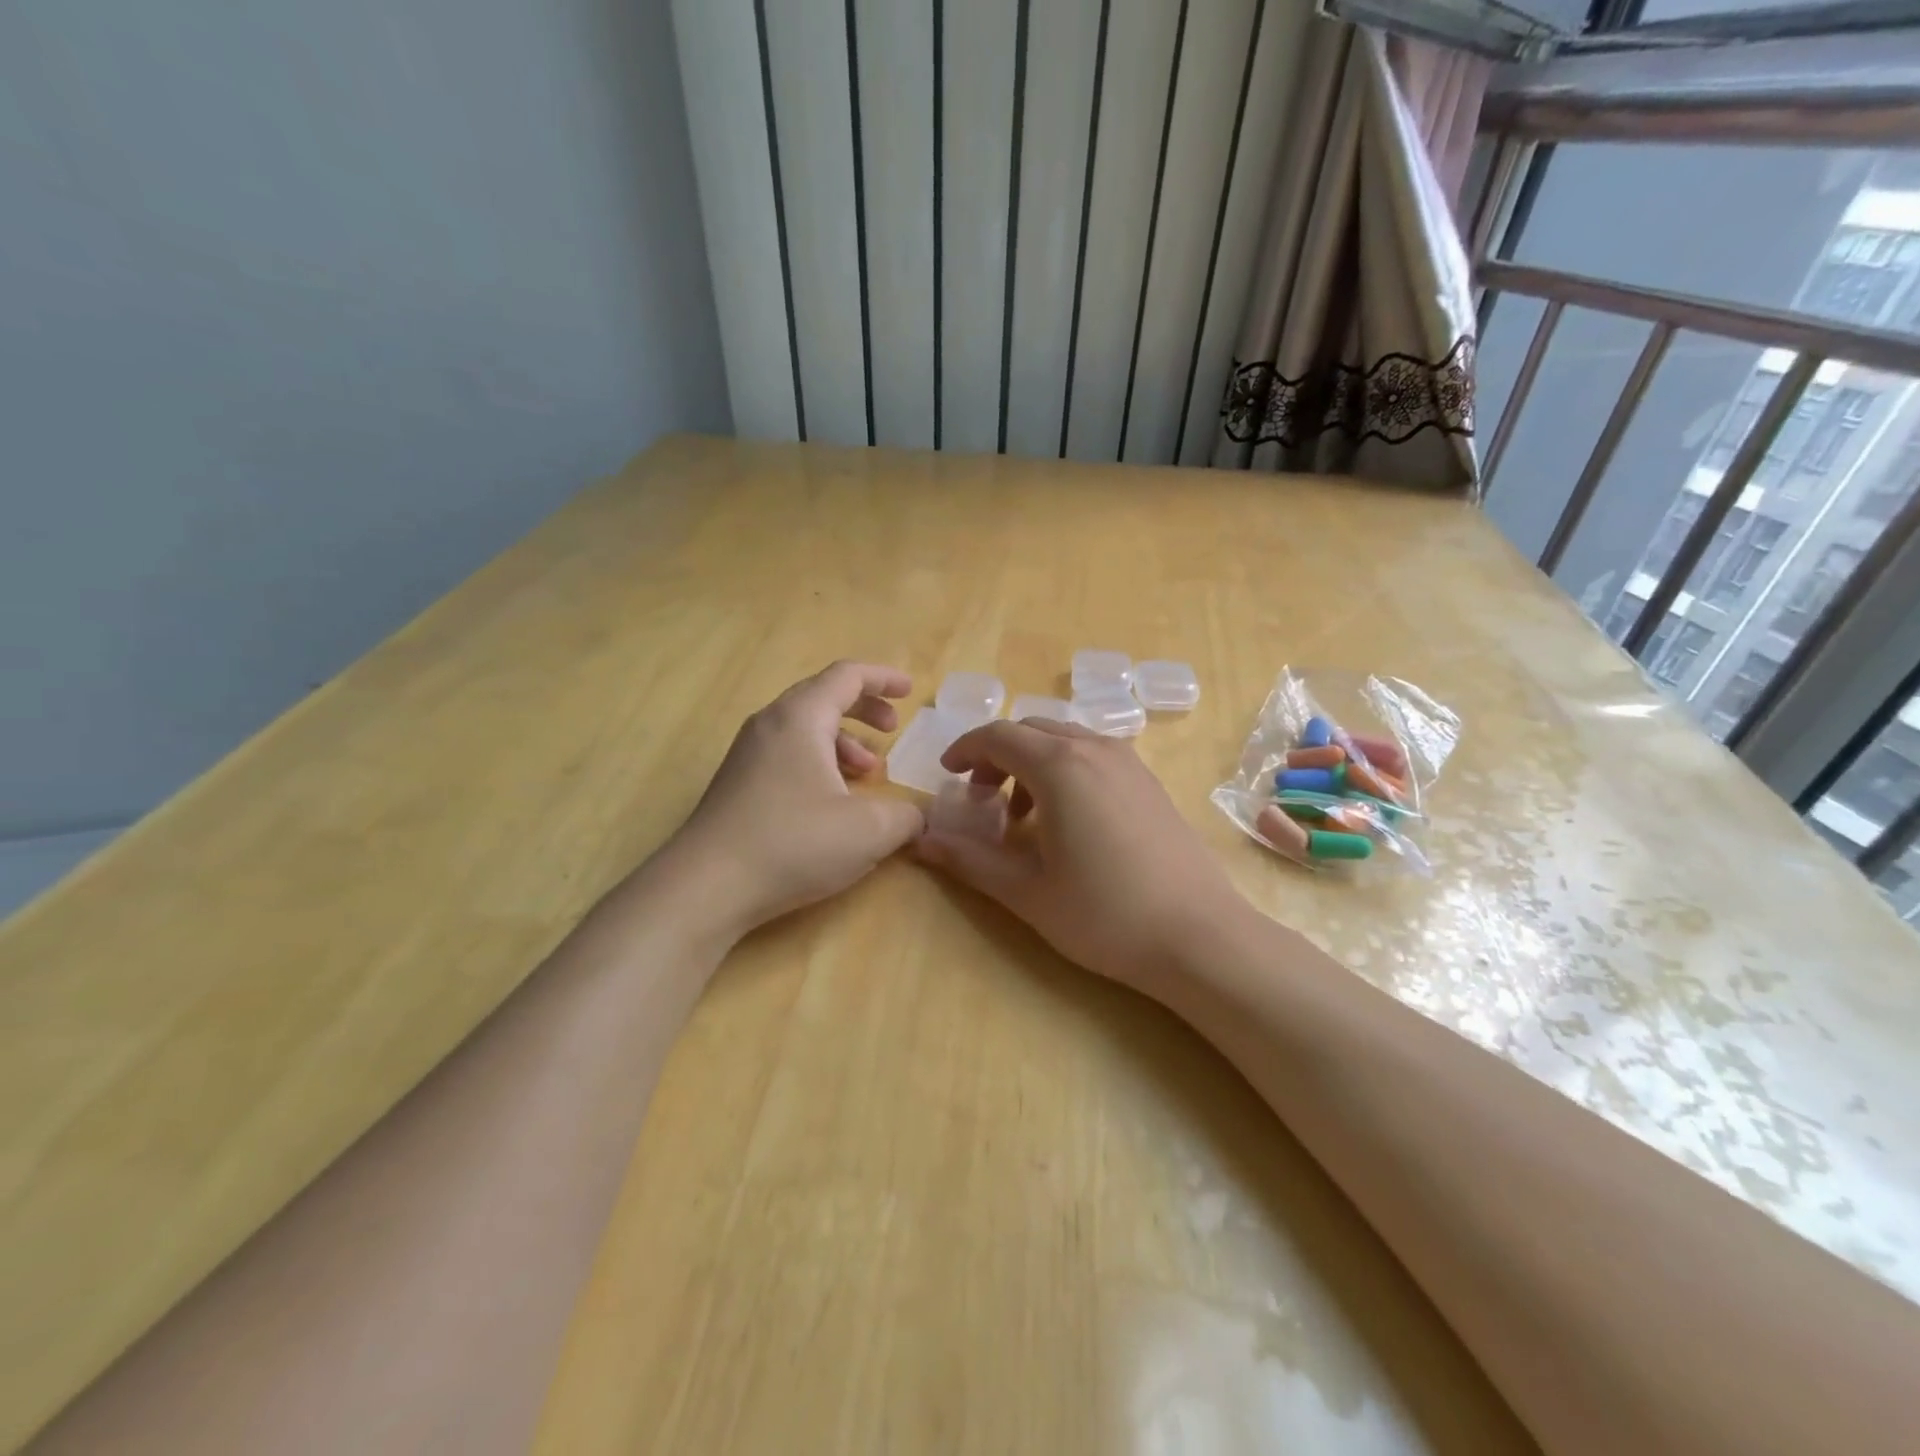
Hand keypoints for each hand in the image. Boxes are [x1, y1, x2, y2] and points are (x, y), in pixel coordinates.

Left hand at [659, 662, 925, 935]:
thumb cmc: (793, 843)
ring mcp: (747, 754)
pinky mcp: (737, 783)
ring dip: (842, 741)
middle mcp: (769, 724)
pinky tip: (832, 803)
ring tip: (867, 774)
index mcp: (800, 717)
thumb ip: (906, 816)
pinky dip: (818, 762)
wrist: (706, 886)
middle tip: (891, 731)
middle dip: (864, 709)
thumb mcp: (869, 830)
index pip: (847, 676)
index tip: (910, 692)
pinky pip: (787, 754)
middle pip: (823, 697)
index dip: (884, 678)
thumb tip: (917, 817)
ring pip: (803, 728)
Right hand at [914, 719, 1247, 992]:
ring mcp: (1130, 763)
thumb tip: (921, 843)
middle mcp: (1096, 750)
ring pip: (1065, 739)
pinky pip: (1094, 755)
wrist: (1200, 937)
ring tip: (1022, 814)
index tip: (948, 775)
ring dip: (1032, 762)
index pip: (998, 735)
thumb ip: (970, 861)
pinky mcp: (1150, 782)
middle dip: (997, 755)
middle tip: (981, 798)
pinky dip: (1065, 769)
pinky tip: (1068, 819)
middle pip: (1031, 730)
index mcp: (1060, 768)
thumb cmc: (1105, 916)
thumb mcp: (1027, 892)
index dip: (965, 749)